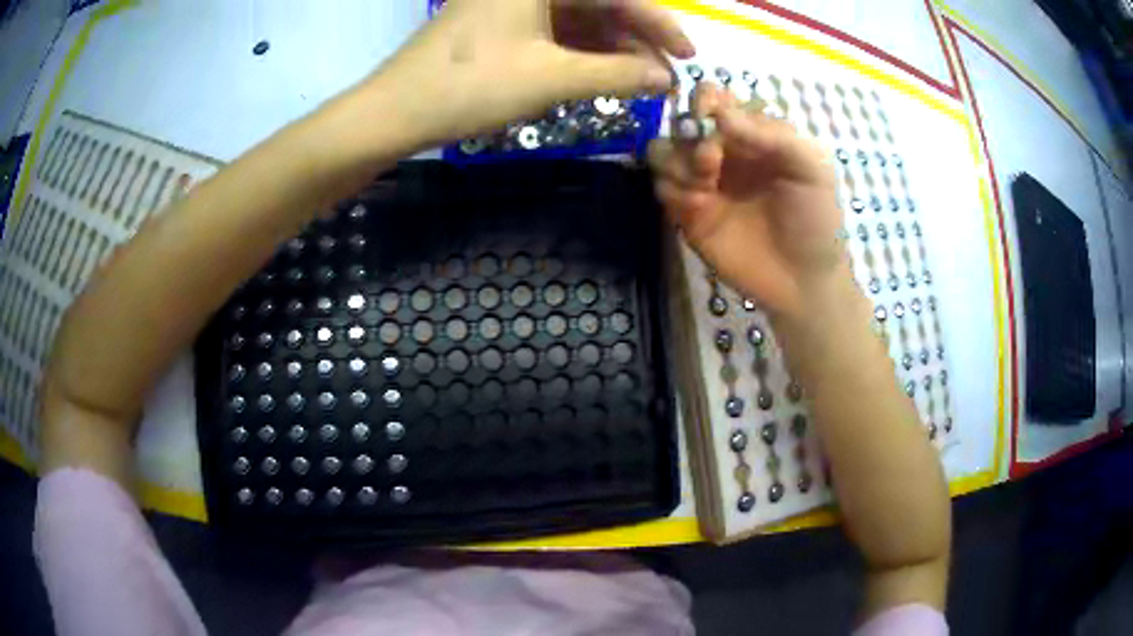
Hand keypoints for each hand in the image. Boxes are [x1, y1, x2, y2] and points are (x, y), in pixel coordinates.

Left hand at [372, 0, 693, 146]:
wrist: (394, 113)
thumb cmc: (469, 87)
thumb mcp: (551, 79)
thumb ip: (617, 74)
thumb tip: (667, 79)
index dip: (658, 23)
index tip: (689, 56)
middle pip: (596, 1)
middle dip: (634, 36)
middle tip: (662, 72)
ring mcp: (508, 3)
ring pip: (576, 16)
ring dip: (610, 45)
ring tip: (636, 79)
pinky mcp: (497, 23)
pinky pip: (552, 29)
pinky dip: (580, 50)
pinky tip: (599, 72)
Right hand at [648, 83, 849, 321]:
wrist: (802, 281)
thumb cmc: (815, 219)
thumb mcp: (810, 168)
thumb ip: (772, 134)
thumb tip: (720, 114)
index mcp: (752, 135)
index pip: (715, 100)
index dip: (704, 99)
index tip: (707, 112)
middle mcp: (723, 152)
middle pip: (682, 122)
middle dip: (689, 134)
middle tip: (712, 161)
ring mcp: (703, 182)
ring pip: (663, 151)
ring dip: (678, 162)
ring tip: (705, 186)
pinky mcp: (687, 213)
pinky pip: (662, 188)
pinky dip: (674, 191)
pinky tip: (699, 207)